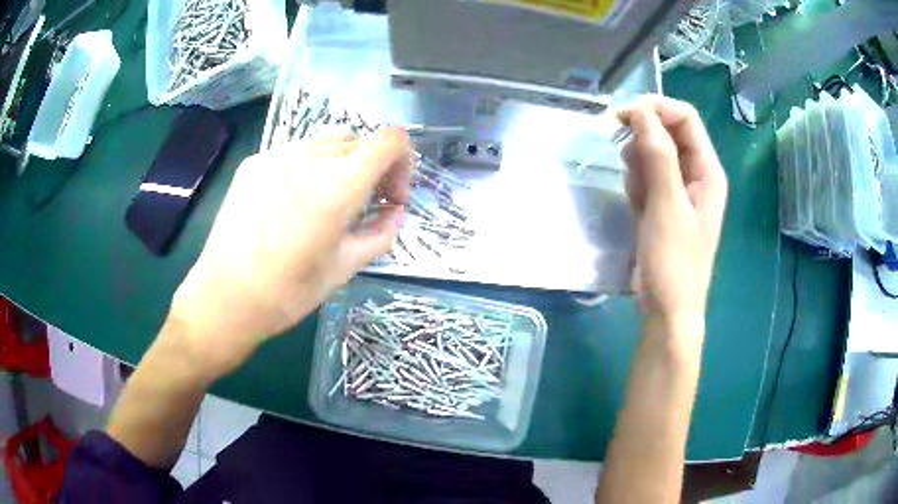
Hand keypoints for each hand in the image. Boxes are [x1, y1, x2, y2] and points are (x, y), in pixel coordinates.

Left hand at [166, 128, 411, 382]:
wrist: (226, 296)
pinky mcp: (254, 162)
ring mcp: (278, 155)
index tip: (390, 196)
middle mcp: (310, 157)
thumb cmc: (289, 292)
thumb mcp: (346, 267)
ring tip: (326, 201)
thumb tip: (395, 212)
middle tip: (363, 205)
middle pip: (359, 141)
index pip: (390, 140)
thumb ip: (381, 233)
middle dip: (371, 168)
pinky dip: (308, 168)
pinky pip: (294, 152)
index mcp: (340, 185)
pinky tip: (292, 203)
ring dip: (340, 164)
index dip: (402, 162)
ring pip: (326, 142)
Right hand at [618, 96, 727, 330]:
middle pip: (668, 133)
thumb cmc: (673, 262)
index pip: (684, 117)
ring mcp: (681, 190)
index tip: (622, 116)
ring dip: (638, 166)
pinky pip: (648, 177)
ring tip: (636, 196)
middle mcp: (697, 174)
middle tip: (626, 163)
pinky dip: (637, 185)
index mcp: (707, 170)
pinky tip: (637, 208)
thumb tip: (640, 110)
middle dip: (643, 141)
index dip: (654, 108)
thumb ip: (657, 154)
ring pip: (654, 154)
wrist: (667, 310)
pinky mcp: (665, 204)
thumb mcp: (666, 205)